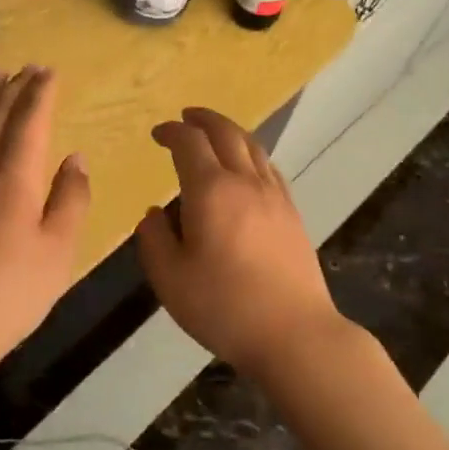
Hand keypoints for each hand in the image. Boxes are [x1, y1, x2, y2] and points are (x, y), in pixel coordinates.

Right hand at [137, 108, 345, 378]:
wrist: (295, 333)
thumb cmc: (224, 307)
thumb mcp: (170, 279)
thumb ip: (154, 239)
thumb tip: (154, 214)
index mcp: (211, 191)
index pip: (189, 143)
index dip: (171, 132)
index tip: (157, 134)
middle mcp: (245, 182)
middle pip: (226, 133)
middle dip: (203, 119)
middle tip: (186, 116)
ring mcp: (274, 196)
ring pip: (252, 147)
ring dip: (230, 131)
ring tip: (215, 133)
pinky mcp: (292, 213)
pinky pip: (269, 168)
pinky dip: (251, 154)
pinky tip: (247, 168)